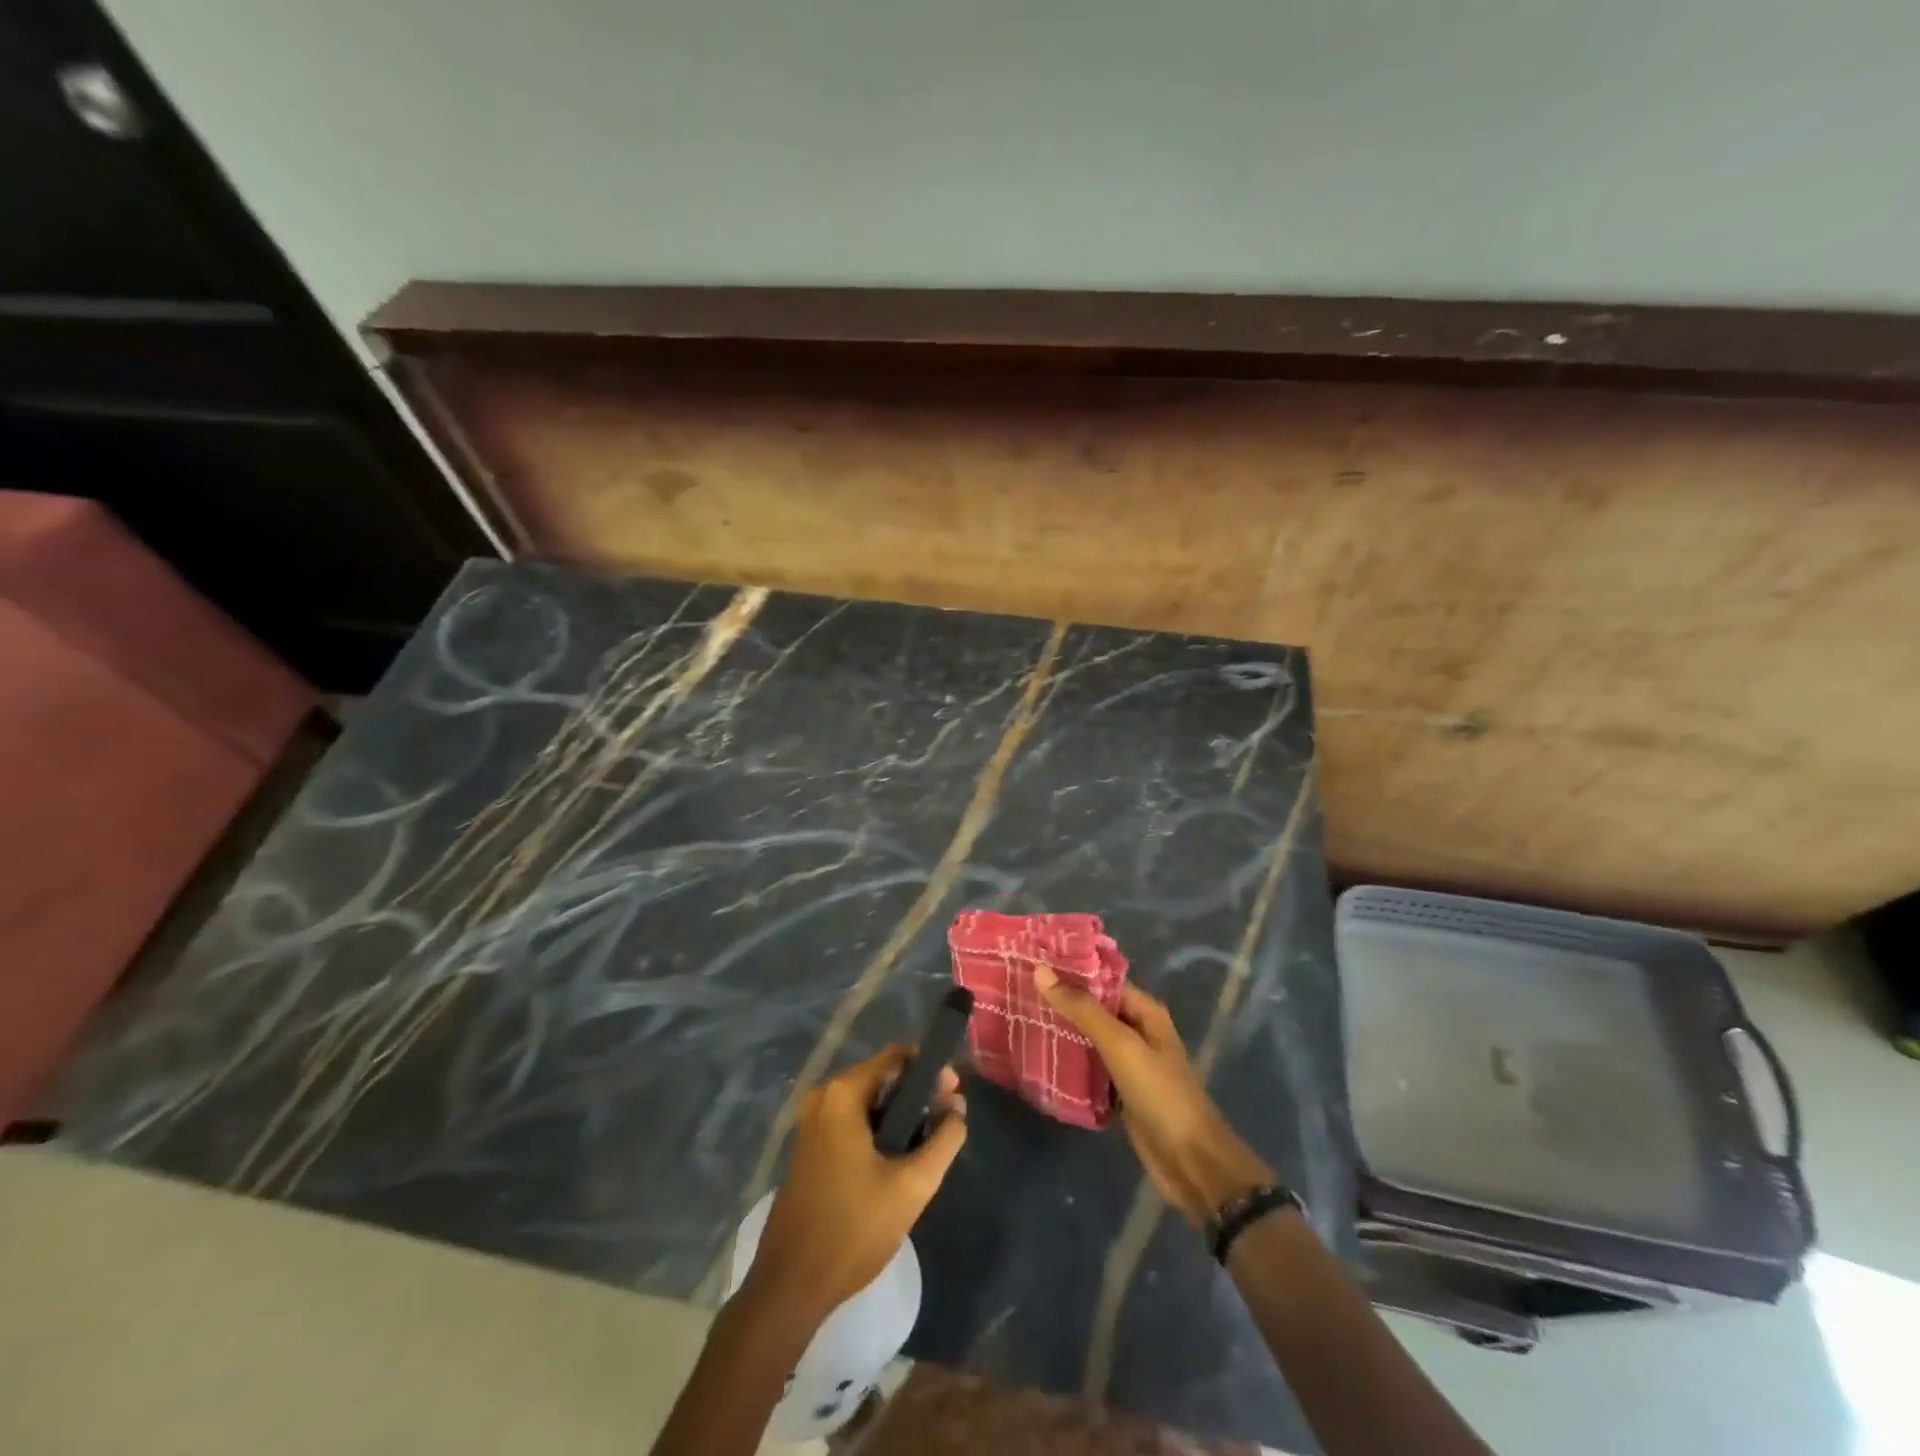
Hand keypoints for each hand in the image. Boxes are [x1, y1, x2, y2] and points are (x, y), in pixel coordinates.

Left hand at [744, 1045, 966, 1323]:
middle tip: (948, 1122)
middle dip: (918, 1095)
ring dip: (900, 1116)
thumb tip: (958, 1108)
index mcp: (843, 1094)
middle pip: (883, 1078)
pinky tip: (899, 1161)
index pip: (897, 1057)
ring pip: (869, 1103)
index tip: (954, 1095)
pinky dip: (879, 1131)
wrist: (790, 1288)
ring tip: (929, 1144)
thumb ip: (944, 1140)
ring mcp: (812, 1123)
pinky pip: (853, 1122)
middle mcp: (823, 1098)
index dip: (931, 1069)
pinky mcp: (810, 1148)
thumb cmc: (853, 1230)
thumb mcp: (912, 1186)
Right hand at [1035, 968, 1271, 1226]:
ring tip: (1020, 1018)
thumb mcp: (1120, 1045)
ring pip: (1088, 1040)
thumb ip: (1082, 1009)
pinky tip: (1037, 1059)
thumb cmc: (1160, 1094)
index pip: (1101, 980)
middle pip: (1093, 1009)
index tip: (1031, 962)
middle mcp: (1137, 1032)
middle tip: (1015, 990)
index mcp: (1144, 1012)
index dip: (1069, 971)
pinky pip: (1088, 1069)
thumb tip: (1042, 972)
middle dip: (1060, 1002)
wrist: (1191, 1162)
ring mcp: (1128, 1064)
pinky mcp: (1119, 1093)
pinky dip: (1068, 1064)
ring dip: (1061, 1032)